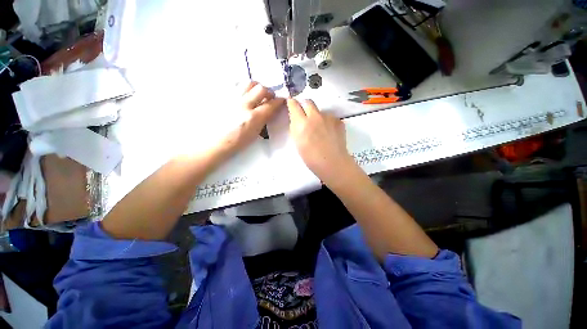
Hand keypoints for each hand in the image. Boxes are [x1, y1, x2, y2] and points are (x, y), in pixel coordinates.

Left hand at [216, 81, 284, 156]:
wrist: (214, 142)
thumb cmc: (236, 142)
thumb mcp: (254, 133)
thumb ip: (264, 119)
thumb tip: (271, 110)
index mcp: (253, 118)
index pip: (271, 104)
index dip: (279, 101)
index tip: (282, 101)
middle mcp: (243, 104)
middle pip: (261, 88)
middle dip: (268, 92)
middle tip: (269, 99)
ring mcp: (231, 98)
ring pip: (248, 83)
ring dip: (256, 88)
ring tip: (256, 96)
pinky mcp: (223, 96)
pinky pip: (236, 85)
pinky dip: (244, 89)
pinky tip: (243, 96)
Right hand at [287, 98, 354, 183]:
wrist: (332, 163)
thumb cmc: (311, 157)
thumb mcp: (297, 142)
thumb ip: (295, 127)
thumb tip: (297, 119)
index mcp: (302, 123)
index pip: (294, 105)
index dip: (292, 103)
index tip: (291, 103)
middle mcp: (315, 116)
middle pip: (308, 102)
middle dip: (304, 105)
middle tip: (305, 114)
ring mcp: (328, 118)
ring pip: (320, 111)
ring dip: (317, 116)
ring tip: (320, 129)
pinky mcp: (338, 121)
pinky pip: (330, 118)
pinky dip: (327, 122)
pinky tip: (329, 133)